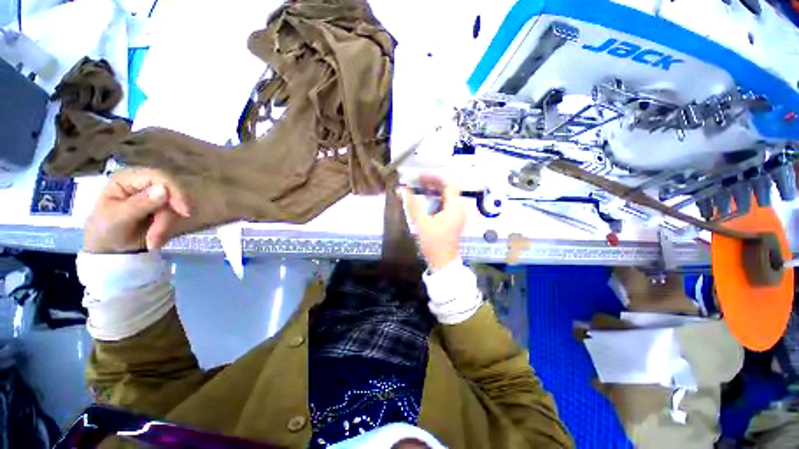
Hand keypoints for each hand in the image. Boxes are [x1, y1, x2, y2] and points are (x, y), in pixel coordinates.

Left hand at [84, 168, 190, 253]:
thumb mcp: (118, 218)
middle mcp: (146, 184)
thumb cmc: (104, 231)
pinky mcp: (165, 210)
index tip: (184, 212)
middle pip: (172, 195)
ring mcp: (157, 197)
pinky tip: (156, 241)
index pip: (160, 177)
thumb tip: (164, 189)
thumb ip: (139, 203)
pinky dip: (168, 231)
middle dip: (167, 218)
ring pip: (176, 209)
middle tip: (157, 238)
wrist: (108, 250)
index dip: (175, 191)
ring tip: (152, 243)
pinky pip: (177, 218)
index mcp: (129, 179)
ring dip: (166, 228)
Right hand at [405, 175, 466, 271]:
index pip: (448, 184)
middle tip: (417, 182)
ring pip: (447, 197)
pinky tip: (426, 202)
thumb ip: (412, 204)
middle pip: (448, 189)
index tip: (419, 177)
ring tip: (419, 190)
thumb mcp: (421, 223)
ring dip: (434, 192)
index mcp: (455, 207)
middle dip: (433, 184)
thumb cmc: (434, 243)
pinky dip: (436, 200)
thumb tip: (402, 189)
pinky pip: (447, 205)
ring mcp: (458, 215)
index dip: (434, 178)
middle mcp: (459, 209)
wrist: (443, 263)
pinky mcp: (454, 221)